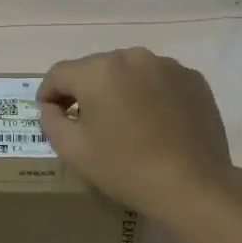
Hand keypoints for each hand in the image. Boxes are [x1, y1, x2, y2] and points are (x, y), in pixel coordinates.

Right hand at [37, 48, 241, 221]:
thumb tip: (51, 105)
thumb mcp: (74, 151)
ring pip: (130, 72)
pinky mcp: (193, 79)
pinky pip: (159, 80)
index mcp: (99, 71)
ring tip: (124, 122)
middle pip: (96, 69)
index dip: (48, 93)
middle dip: (85, 91)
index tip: (50, 114)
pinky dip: (150, 94)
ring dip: (120, 90)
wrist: (193, 185)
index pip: (59, 73)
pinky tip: (155, 123)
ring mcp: (167, 65)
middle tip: (86, 122)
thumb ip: (52, 121)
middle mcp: (133, 56)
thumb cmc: (126, 168)